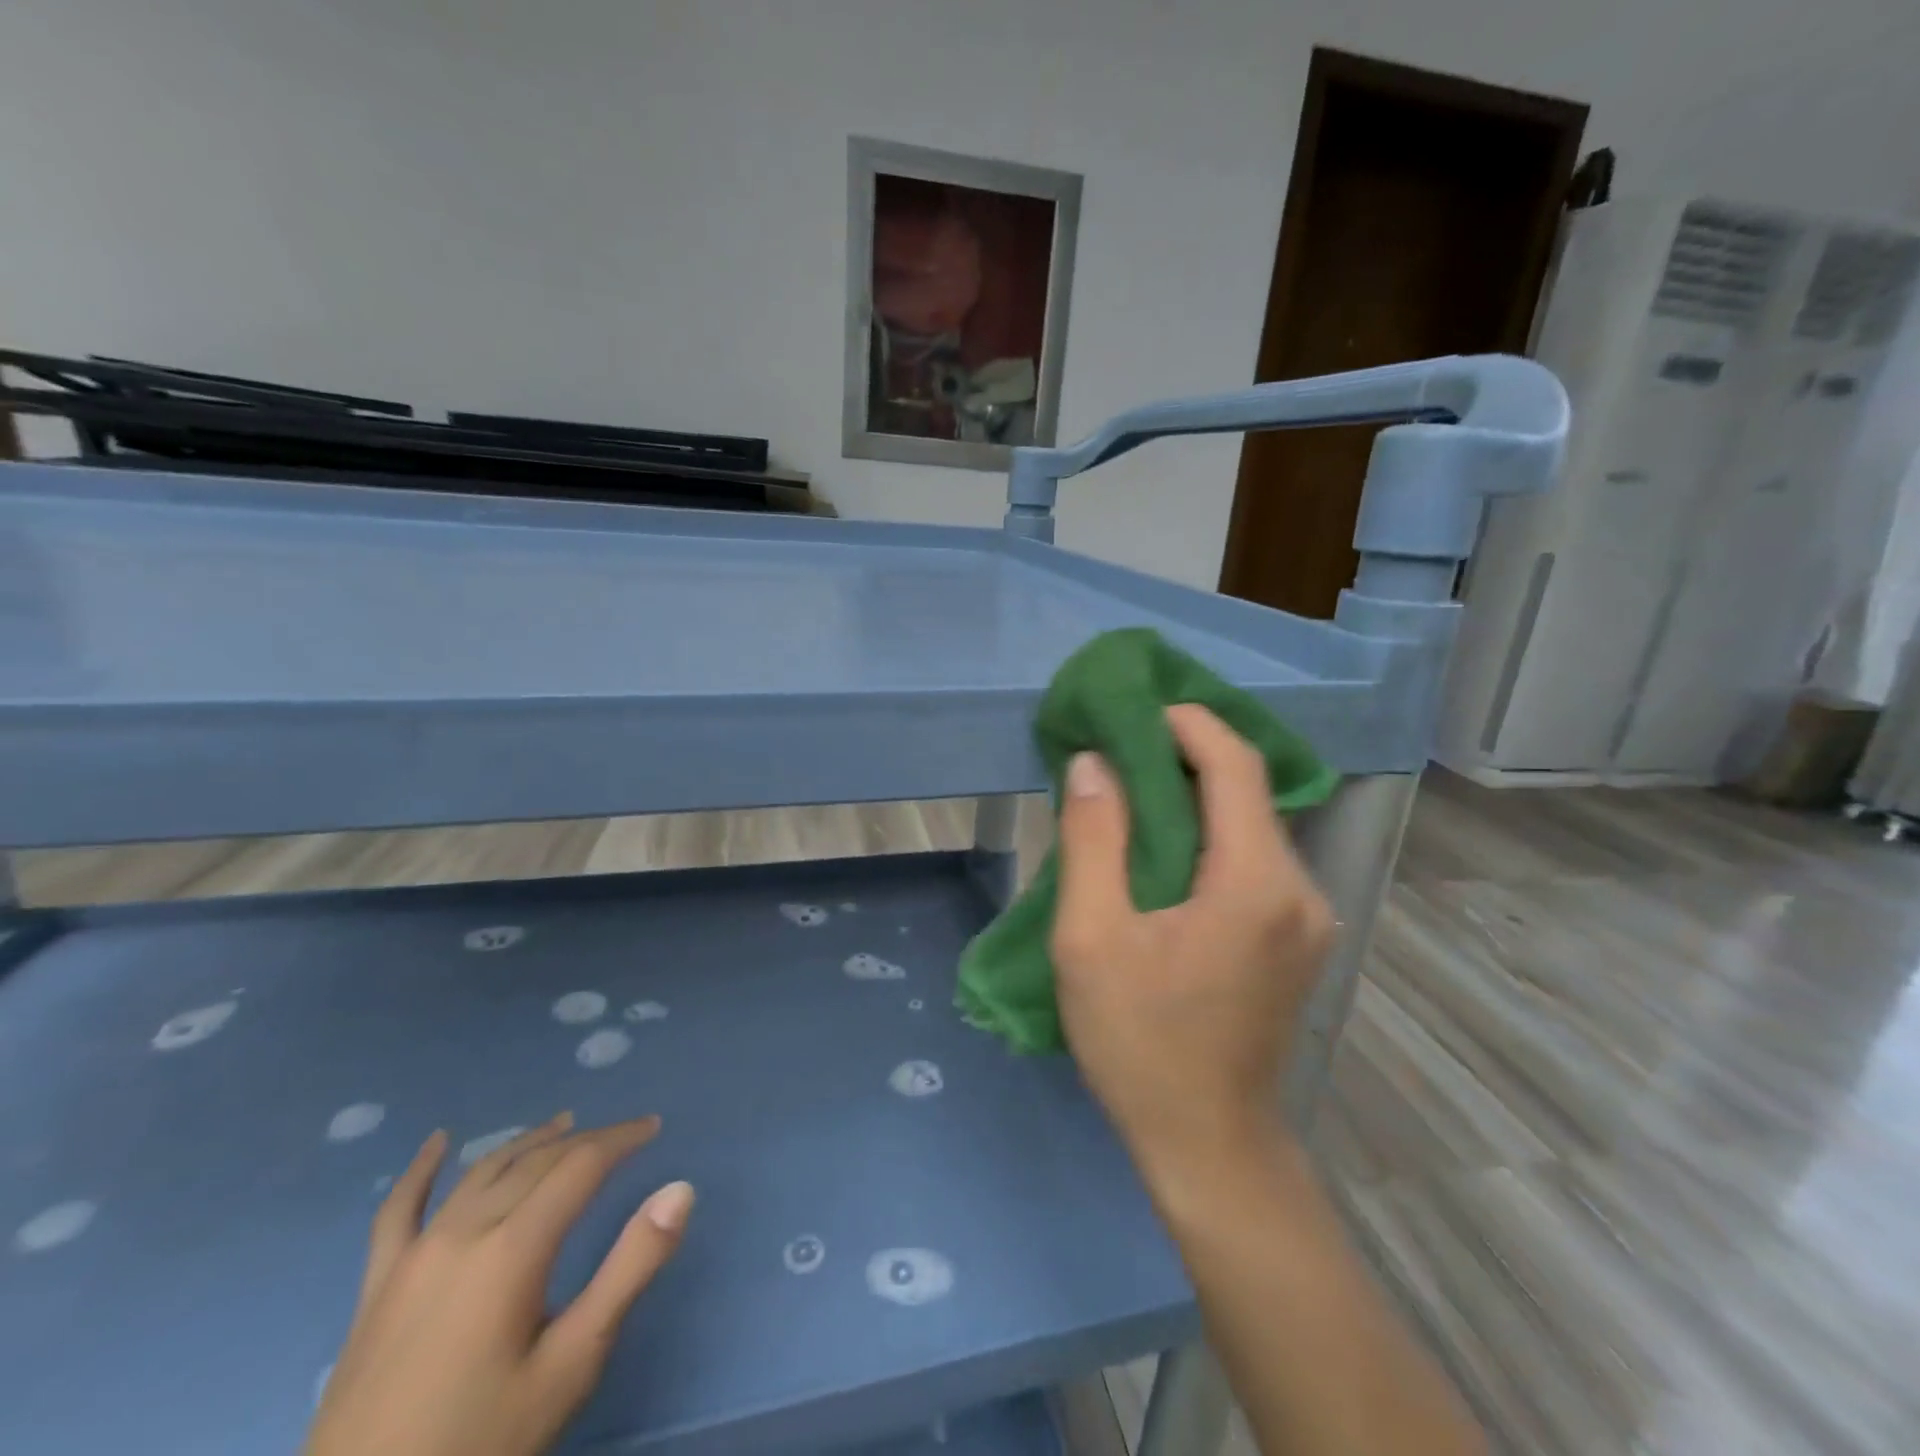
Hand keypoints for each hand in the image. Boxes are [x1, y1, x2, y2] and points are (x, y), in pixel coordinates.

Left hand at [305, 1113, 694, 1455]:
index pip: (580, 1166)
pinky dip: (420, 1170)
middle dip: (586, 1140)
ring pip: (481, 1173)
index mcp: (514, 1247)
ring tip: (563, 1124)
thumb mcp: (572, 1363)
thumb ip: (629, 1269)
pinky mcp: (378, 1285)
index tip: (653, 1126)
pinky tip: (437, 1143)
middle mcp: (464, 1232)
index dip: (621, 1139)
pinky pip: (397, 1212)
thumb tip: (679, 1190)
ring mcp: (414, 1255)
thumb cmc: (482, 1440)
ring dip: (527, 1142)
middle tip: (624, 1134)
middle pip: (535, 1163)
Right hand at [1050, 703, 1334, 1185]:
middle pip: (1247, 792)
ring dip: (1197, 798)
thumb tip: (1094, 764)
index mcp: (1254, 881)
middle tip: (1121, 747)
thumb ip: (1092, 840)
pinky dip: (1211, 836)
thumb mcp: (1092, 937)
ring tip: (1133, 791)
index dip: (1189, 724)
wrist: (1208, 1146)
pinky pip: (1254, 861)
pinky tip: (1166, 849)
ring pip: (1252, 826)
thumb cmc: (1141, 1043)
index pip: (1234, 766)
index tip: (1137, 710)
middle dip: (1186, 757)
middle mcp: (1298, 888)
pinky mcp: (1297, 938)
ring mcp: (1307, 917)